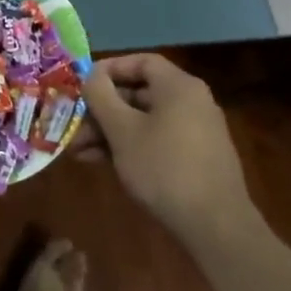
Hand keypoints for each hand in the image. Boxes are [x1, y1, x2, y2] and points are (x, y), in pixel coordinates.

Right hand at [79, 54, 258, 243]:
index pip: (140, 61)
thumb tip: (90, 75)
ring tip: (79, 151)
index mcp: (178, 86)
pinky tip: (102, 163)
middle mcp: (191, 102)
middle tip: (74, 124)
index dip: (108, 69)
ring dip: (110, 131)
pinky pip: (157, 140)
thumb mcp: (122, 130)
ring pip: (144, 120)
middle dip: (102, 109)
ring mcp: (196, 132)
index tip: (82, 85)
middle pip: (139, 92)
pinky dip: (130, 146)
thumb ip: (101, 96)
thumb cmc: (164, 168)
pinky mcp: (196, 159)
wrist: (216, 228)